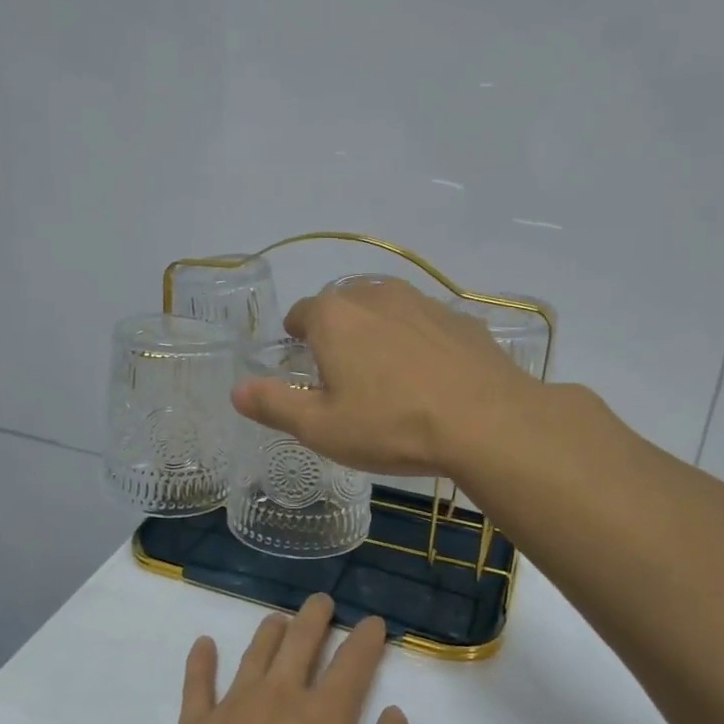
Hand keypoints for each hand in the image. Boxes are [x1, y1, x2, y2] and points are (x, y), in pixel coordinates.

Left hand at [144, 595, 424, 723]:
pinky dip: (201, 661)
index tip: (374, 622)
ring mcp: (232, 710)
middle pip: (300, 644)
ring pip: (254, 655)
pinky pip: (197, 684)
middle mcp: (279, 699)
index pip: (353, 663)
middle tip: (321, 601)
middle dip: (315, 618)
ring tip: (277, 618)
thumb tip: (394, 713)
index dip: (367, 639)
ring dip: (269, 632)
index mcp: (325, 717)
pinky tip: (203, 644)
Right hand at [231, 278, 535, 478]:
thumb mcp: (321, 428)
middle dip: (337, 333)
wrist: (488, 422)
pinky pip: (425, 324)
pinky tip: (430, 378)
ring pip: (386, 310)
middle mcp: (375, 295)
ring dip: (378, 334)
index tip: (304, 366)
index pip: (301, 314)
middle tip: (344, 378)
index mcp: (335, 316)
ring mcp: (423, 302)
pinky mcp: (460, 319)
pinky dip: (418, 342)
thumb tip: (236, 390)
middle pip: (343, 306)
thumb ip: (273, 404)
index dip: (297, 339)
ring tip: (387, 377)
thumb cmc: (391, 425)